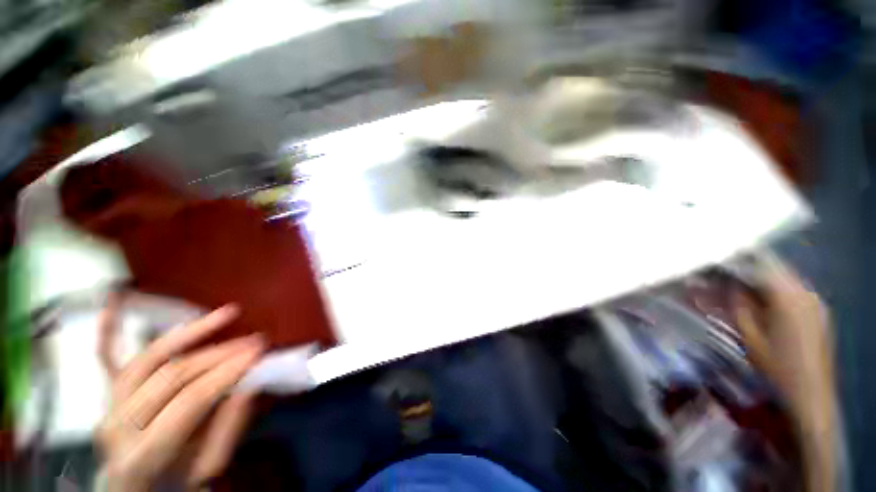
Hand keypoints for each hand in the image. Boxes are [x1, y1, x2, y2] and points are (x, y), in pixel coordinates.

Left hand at [96, 295, 264, 490]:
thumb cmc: (175, 486)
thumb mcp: (207, 468)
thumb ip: (227, 428)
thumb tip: (250, 382)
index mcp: (143, 454)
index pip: (189, 399)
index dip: (226, 371)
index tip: (258, 351)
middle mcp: (117, 425)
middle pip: (172, 375)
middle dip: (219, 354)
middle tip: (254, 340)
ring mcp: (107, 406)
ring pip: (148, 357)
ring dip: (189, 332)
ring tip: (226, 313)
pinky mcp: (108, 395)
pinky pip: (106, 358)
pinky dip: (111, 328)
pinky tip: (117, 299)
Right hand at [732, 255, 835, 491]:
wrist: (810, 397)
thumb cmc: (776, 368)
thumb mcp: (749, 337)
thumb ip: (738, 305)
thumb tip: (727, 284)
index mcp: (788, 298)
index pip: (760, 266)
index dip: (736, 262)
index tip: (715, 264)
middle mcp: (806, 293)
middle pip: (774, 269)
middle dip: (747, 270)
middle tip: (723, 277)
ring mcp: (816, 303)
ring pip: (784, 279)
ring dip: (760, 280)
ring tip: (739, 289)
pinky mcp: (819, 313)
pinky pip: (794, 292)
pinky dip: (774, 291)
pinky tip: (762, 303)